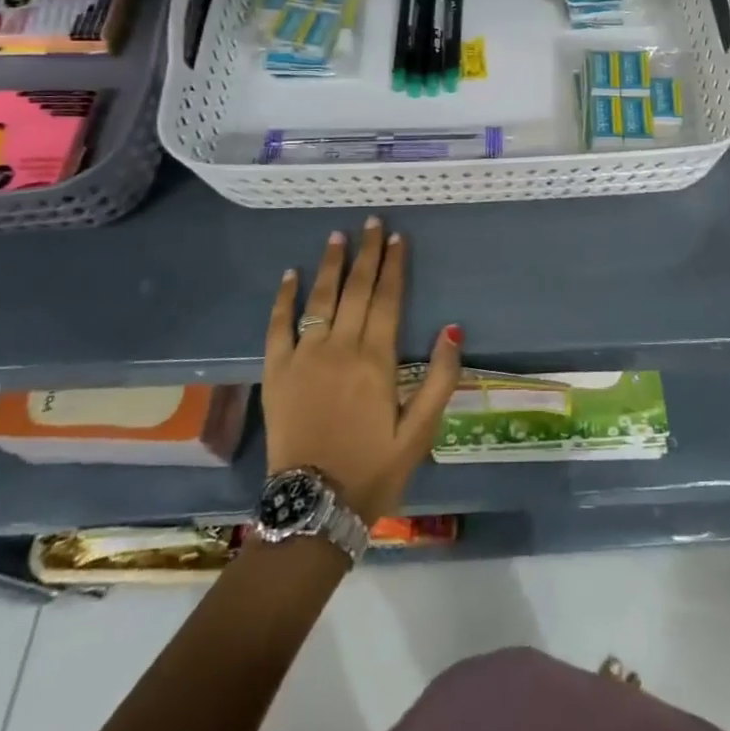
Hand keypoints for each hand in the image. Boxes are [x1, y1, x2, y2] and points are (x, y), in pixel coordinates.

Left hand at [263, 218, 462, 524]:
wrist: (313, 508)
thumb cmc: (373, 470)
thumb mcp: (420, 432)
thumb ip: (440, 379)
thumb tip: (453, 329)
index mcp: (376, 361)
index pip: (387, 299)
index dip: (394, 266)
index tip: (397, 237)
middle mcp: (339, 348)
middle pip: (356, 290)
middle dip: (366, 253)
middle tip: (372, 222)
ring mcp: (303, 357)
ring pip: (320, 299)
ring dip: (330, 265)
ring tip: (338, 235)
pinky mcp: (276, 373)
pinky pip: (278, 326)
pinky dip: (284, 298)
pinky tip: (290, 275)